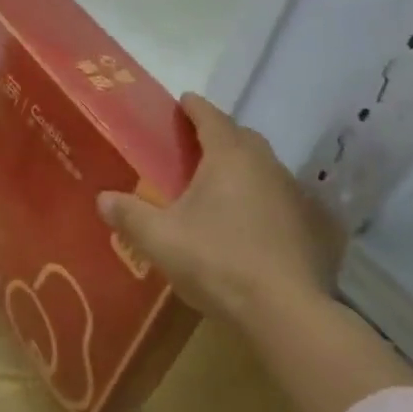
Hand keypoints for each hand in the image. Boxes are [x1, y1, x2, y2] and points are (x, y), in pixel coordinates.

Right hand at [98, 93, 344, 330]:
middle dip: (219, 134)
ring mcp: (293, 195)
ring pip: (264, 167)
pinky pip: (278, 196)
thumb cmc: (217, 261)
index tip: (183, 100)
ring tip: (218, 181)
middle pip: (242, 137)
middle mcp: (266, 166)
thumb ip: (129, 215)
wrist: (285, 311)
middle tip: (195, 143)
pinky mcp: (309, 225)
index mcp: (230, 157)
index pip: (211, 118)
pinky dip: (260, 196)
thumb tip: (103, 198)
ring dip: (242, 166)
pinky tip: (248, 219)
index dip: (195, 107)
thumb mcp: (160, 239)